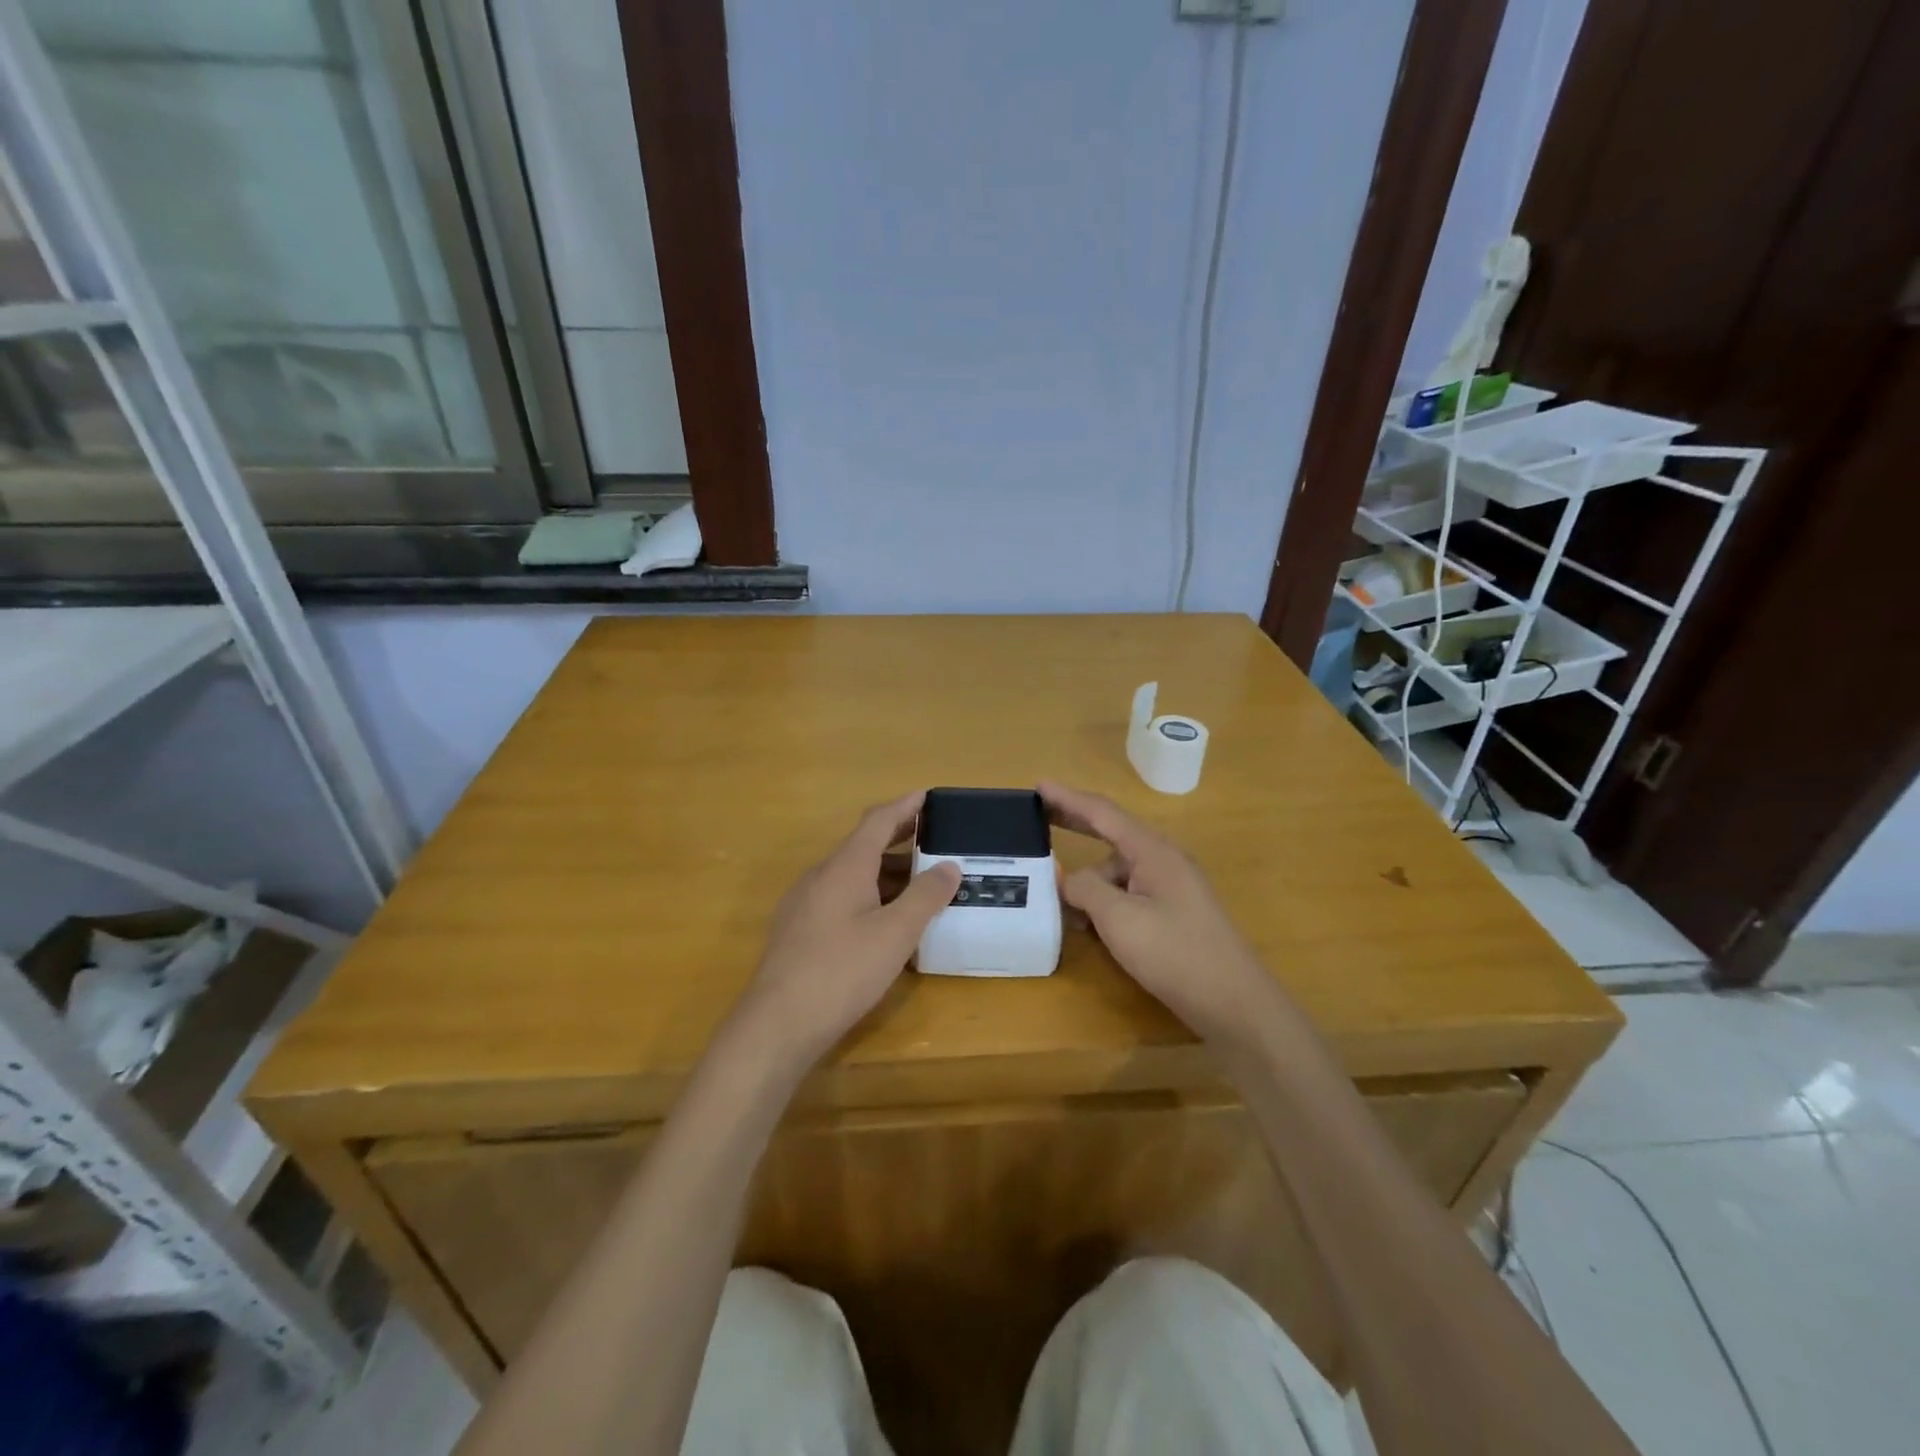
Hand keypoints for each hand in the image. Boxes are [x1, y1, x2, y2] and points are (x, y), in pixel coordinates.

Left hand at [735, 791, 960, 1065]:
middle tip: (934, 841)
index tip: (929, 796)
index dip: (905, 806)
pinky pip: (839, 898)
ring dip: (885, 873)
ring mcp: (803, 904)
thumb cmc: (842, 971)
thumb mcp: (896, 934)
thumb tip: (949, 865)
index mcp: (844, 866)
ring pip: (851, 875)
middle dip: (899, 839)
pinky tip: (884, 923)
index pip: (878, 820)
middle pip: (863, 845)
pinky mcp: (797, 931)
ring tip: (919, 885)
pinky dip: (868, 896)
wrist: (777, 1024)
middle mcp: (820, 876)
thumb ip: (925, 896)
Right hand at [1039, 781, 1285, 1047]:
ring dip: (1087, 883)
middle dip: (1075, 826)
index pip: (1102, 813)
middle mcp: (1162, 860)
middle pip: (1110, 834)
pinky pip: (1128, 895)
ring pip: (1116, 873)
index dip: (1067, 799)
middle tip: (1038, 821)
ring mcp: (1170, 888)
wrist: (1235, 1004)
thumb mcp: (1119, 918)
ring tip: (1058, 905)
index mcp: (1152, 850)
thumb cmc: (1175, 953)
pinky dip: (1105, 904)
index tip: (1037, 786)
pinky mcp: (1173, 914)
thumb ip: (1085, 889)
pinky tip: (1088, 926)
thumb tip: (1068, 879)